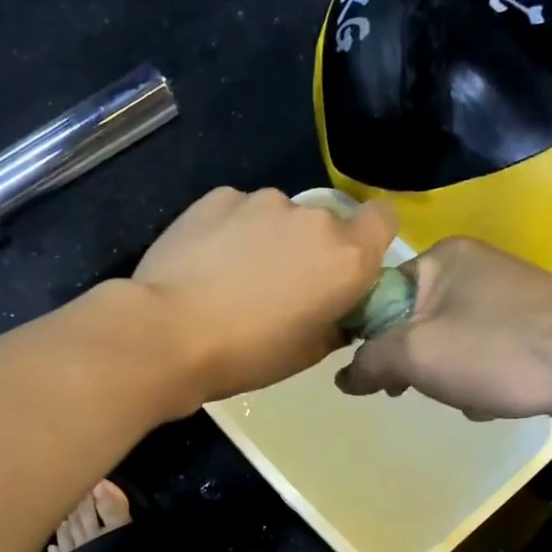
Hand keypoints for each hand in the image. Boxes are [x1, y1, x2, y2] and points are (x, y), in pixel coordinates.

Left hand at [135, 187, 397, 403]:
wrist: (167, 334)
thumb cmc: (246, 355)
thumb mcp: (307, 353)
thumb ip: (337, 322)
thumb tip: (338, 310)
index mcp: (347, 256)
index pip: (384, 219)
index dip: (369, 240)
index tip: (345, 268)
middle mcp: (313, 218)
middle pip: (327, 223)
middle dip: (311, 248)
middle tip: (280, 287)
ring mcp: (262, 201)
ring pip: (280, 216)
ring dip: (269, 238)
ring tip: (232, 277)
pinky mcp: (218, 197)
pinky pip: (238, 211)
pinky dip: (231, 231)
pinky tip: (205, 262)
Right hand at [335, 237, 551, 427]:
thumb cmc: (501, 352)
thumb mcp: (417, 355)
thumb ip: (370, 362)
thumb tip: (343, 377)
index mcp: (442, 258)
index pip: (377, 293)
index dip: (362, 335)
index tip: (363, 372)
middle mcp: (472, 268)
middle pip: (410, 322)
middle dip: (408, 363)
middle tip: (407, 390)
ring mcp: (504, 297)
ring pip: (445, 344)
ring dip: (444, 377)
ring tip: (460, 397)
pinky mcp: (528, 327)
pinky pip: (479, 355)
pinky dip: (477, 380)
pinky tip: (490, 401)